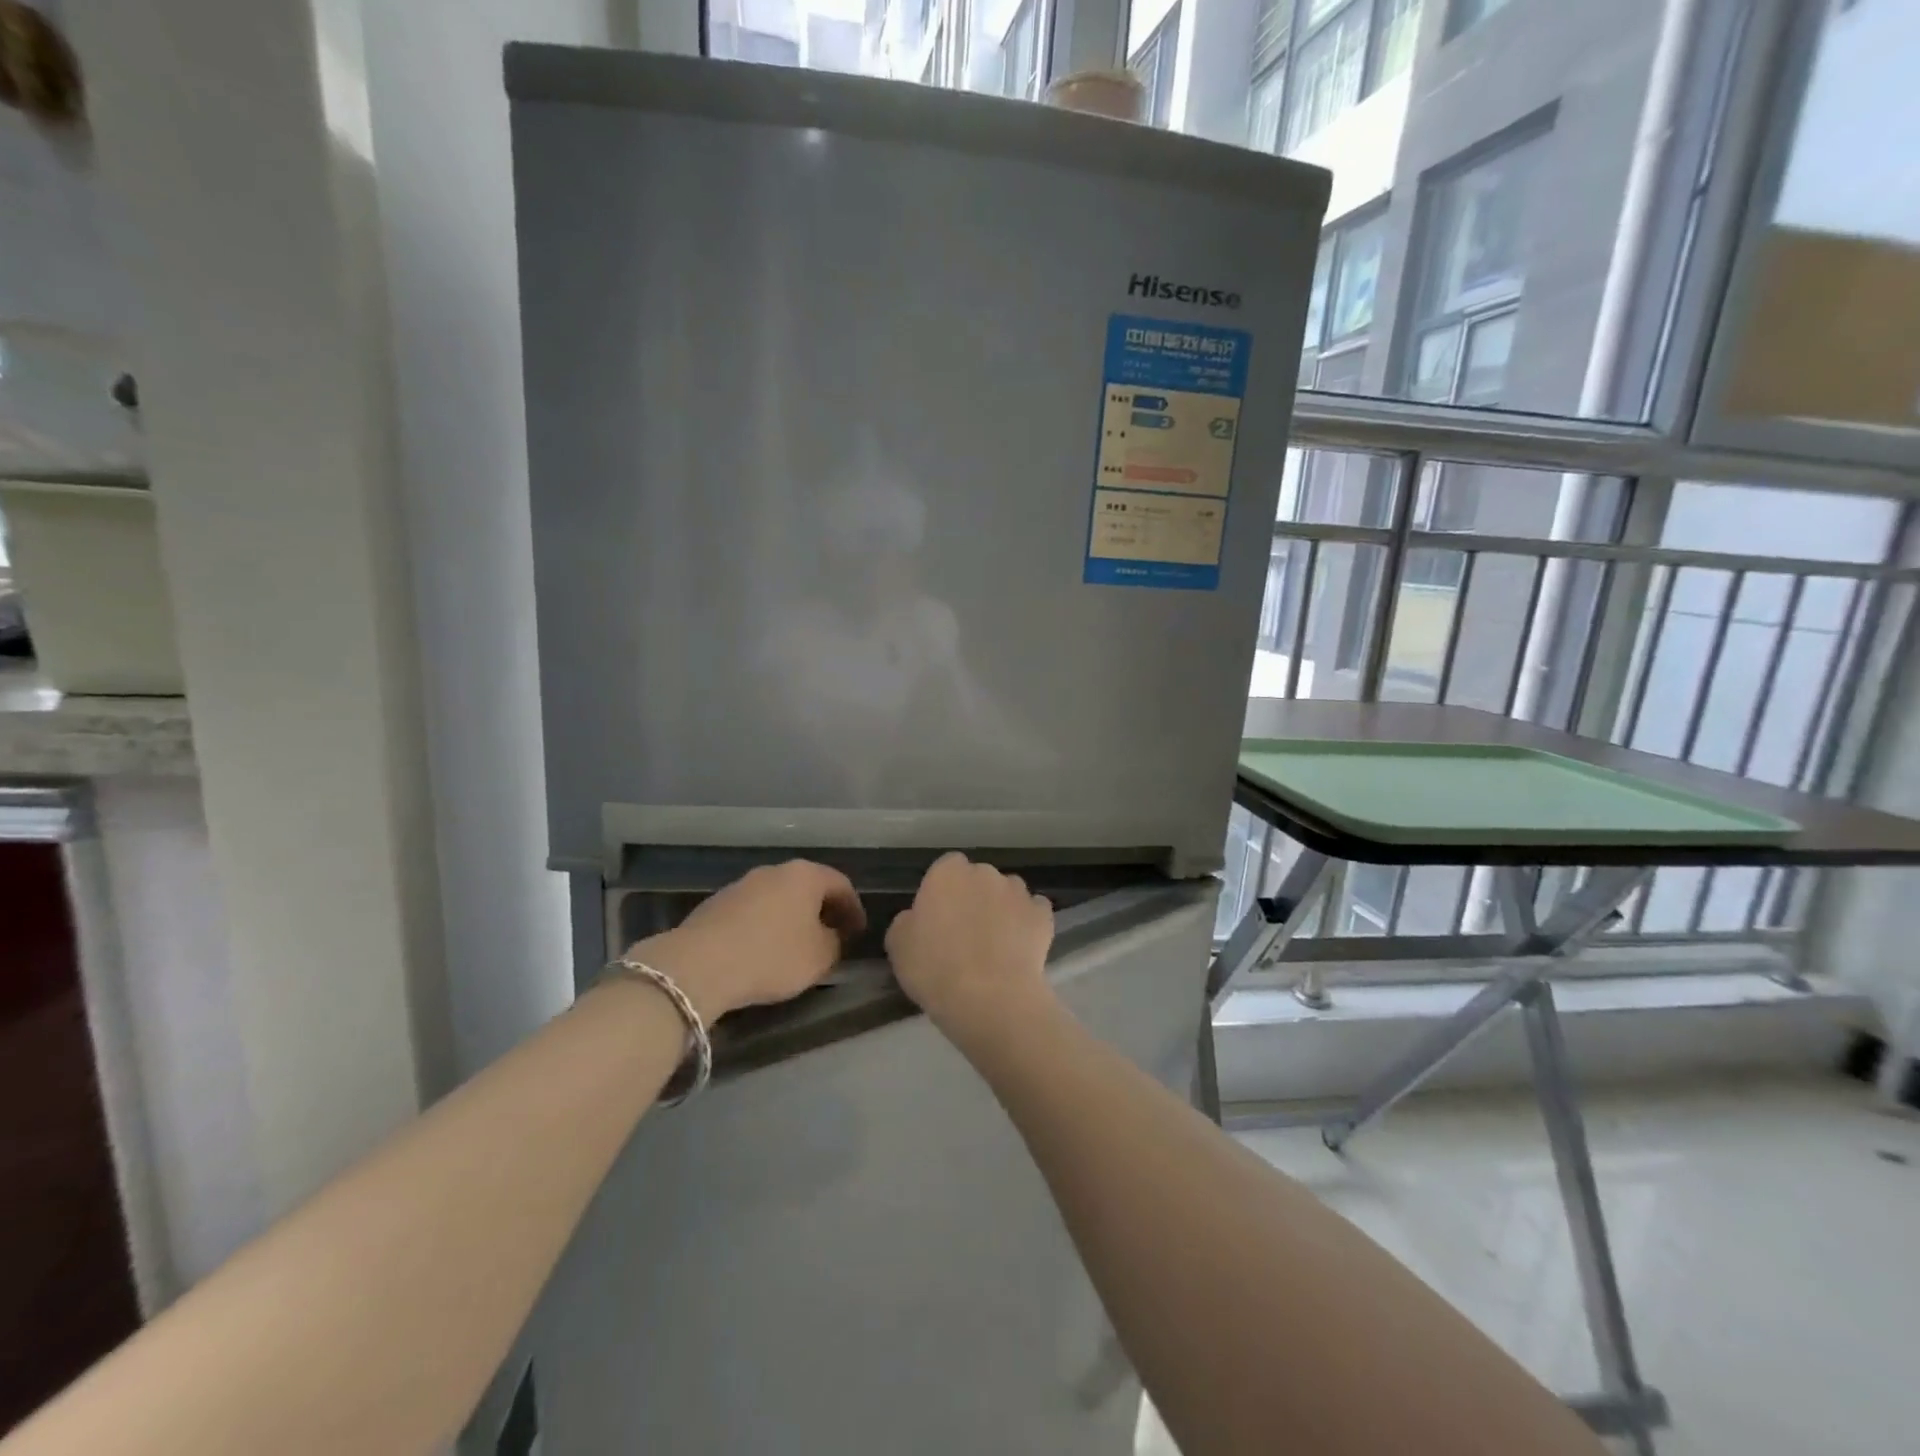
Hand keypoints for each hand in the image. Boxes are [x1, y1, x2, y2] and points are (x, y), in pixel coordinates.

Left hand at [628, 861, 865, 1022]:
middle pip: (807, 887)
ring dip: (792, 918)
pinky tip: (763, 951)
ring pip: (778, 898)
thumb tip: (831, 936)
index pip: (841, 884)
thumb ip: (834, 942)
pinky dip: (766, 926)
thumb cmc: (772, 955)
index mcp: (805, 875)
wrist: (700, 964)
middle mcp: (774, 871)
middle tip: (832, 936)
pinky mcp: (716, 904)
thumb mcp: (820, 956)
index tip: (858, 932)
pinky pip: (753, 912)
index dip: (854, 909)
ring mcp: (741, 885)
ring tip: (796, 947)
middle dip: (822, 911)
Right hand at [885, 852, 1054, 1038]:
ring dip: (1002, 909)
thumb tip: (917, 917)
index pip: (946, 868)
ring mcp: (1017, 891)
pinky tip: (1020, 948)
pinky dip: (1028, 924)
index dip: (943, 892)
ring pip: (1008, 892)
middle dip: (974, 897)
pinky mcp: (1043, 914)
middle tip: (965, 934)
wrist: (990, 998)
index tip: (939, 918)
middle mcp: (985, 872)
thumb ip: (907, 921)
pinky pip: (1033, 911)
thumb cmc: (935, 969)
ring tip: (996, 944)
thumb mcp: (898, 946)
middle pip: (978, 878)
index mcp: (947, 873)